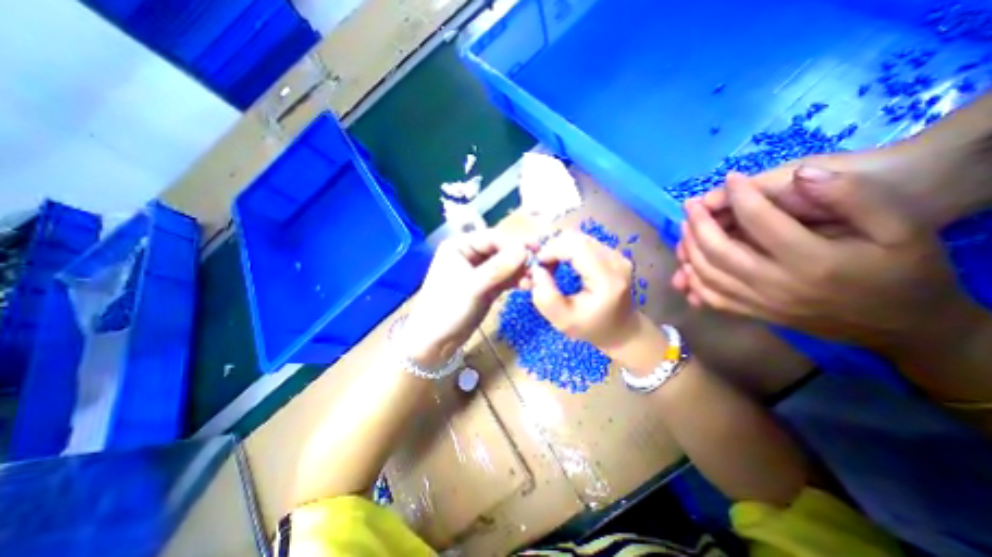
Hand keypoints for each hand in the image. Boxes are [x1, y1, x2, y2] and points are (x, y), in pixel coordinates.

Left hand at [402, 231, 534, 365]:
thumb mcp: (473, 286)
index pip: (493, 237)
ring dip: (520, 270)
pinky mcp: (486, 286)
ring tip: (535, 280)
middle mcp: (470, 254)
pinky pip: (505, 278)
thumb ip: (499, 267)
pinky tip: (527, 285)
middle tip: (540, 266)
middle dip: (520, 258)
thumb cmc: (447, 309)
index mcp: (460, 245)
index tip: (536, 252)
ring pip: (505, 265)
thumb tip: (525, 249)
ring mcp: (479, 271)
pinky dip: (516, 280)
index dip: (515, 243)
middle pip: (501, 250)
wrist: (434, 342)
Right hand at [526, 233, 634, 350]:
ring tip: (551, 267)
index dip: (551, 249)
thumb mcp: (562, 321)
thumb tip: (537, 270)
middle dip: (553, 248)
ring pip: (579, 238)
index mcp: (607, 279)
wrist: (621, 330)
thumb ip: (545, 297)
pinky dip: (568, 249)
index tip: (537, 265)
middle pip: (577, 238)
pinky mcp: (614, 254)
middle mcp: (616, 261)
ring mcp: (617, 255)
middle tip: (542, 267)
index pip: (576, 247)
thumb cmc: (592, 328)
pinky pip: (585, 242)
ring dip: (560, 248)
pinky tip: (564, 264)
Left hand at [671, 168, 973, 353]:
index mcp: (812, 260)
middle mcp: (776, 285)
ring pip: (707, 275)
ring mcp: (760, 303)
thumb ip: (851, 197)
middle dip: (698, 223)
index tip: (730, 178)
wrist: (902, 326)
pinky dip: (692, 279)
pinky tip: (686, 262)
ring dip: (690, 248)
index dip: (740, 196)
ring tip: (685, 227)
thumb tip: (801, 174)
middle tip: (689, 204)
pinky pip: (711, 297)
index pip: (760, 221)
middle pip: (719, 251)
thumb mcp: (900, 226)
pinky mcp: (753, 314)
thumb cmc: (903, 271)